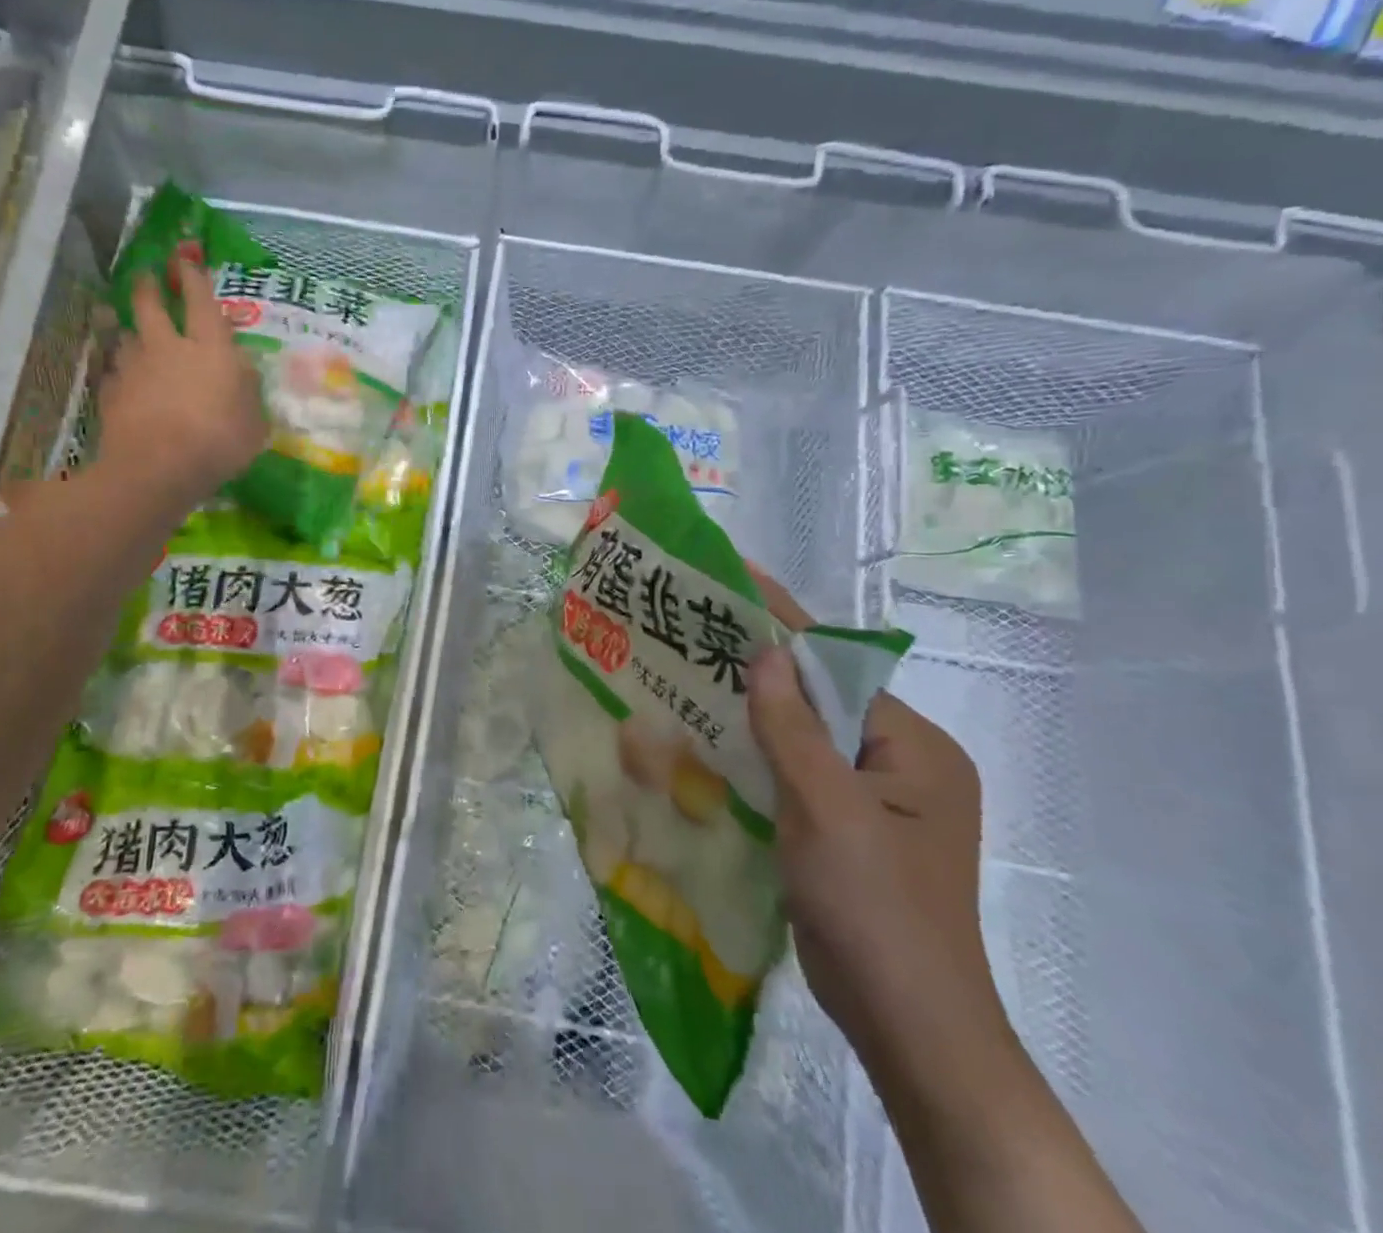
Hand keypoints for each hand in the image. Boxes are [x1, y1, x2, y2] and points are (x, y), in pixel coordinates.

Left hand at [98, 255, 266, 504]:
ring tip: (131, 334)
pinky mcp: (110, 393)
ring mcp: (133, 369)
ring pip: (126, 336)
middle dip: (148, 287)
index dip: (193, 277)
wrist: (156, 469)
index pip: (200, 301)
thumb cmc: (218, 443)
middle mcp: (168, 348)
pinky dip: (118, 373)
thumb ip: (248, 391)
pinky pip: (113, 373)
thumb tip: (242, 369)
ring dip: (129, 332)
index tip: (185, 259)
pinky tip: (122, 382)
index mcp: (209, 348)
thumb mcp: (254, 422)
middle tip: (147, 278)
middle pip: (150, 305)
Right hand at [743, 569, 1012, 1093]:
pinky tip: (708, 748)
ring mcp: (873, 803)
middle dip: (760, 670)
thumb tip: (767, 654)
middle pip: (820, 701)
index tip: (740, 579)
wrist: (906, 1026)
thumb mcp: (828, 810)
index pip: (841, 669)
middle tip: (697, 634)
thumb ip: (793, 729)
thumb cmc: (875, 908)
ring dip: (753, 717)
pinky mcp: (845, 833)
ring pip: (803, 740)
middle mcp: (900, 767)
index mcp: (914, 749)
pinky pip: (795, 777)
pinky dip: (757, 759)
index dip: (787, 624)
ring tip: (690, 680)